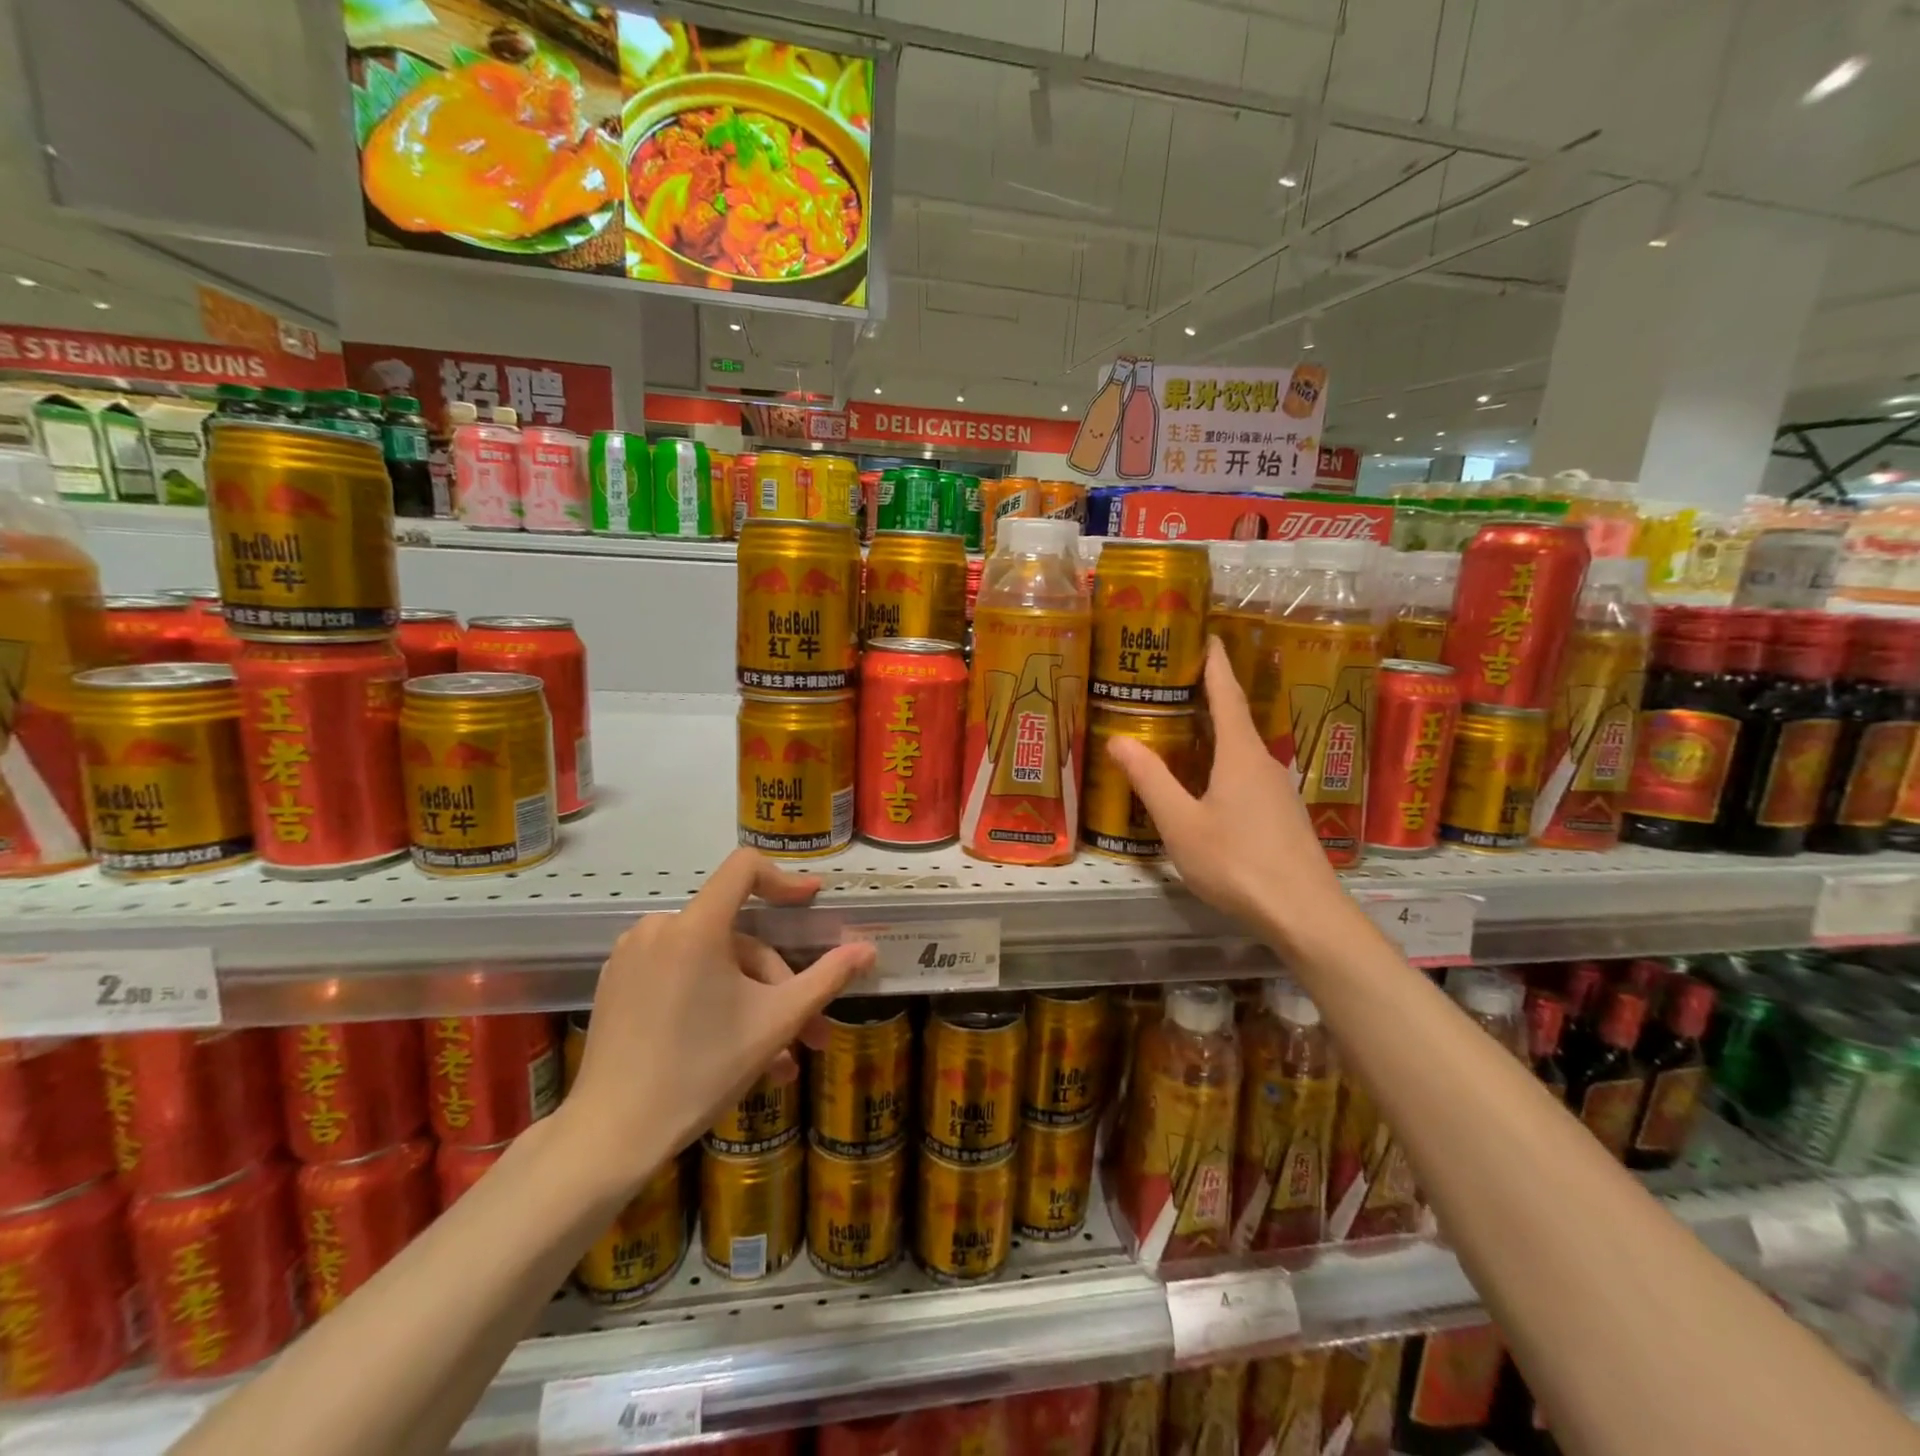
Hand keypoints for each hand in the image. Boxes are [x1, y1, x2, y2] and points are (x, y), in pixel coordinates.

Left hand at [565, 848, 875, 1189]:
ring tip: (774, 1058)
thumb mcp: (777, 1023)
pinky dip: (710, 999)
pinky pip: (679, 974)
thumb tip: (868, 950)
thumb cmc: (701, 1071)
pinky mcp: (616, 982)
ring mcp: (631, 955)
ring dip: (748, 1000)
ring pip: (712, 962)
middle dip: (776, 982)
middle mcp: (659, 928)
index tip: (812, 902)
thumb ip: (827, 978)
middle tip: (804, 1032)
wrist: (612, 1136)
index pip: (745, 868)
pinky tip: (732, 1049)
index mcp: (696, 927)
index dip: (784, 879)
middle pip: (736, 937)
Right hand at [1109, 637, 1346, 945]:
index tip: (1206, 634)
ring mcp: (1278, 790)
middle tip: (1174, 680)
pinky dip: (1223, 762)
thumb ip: (1150, 780)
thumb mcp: (1181, 823)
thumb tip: (1118, 739)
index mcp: (1240, 754)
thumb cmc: (1238, 863)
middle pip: (1235, 718)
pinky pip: (1248, 773)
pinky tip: (1207, 781)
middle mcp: (1264, 762)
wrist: (1305, 915)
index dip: (1214, 663)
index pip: (1226, 694)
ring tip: (1182, 727)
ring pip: (1241, 749)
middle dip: (1208, 695)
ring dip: (1215, 732)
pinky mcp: (1282, 815)